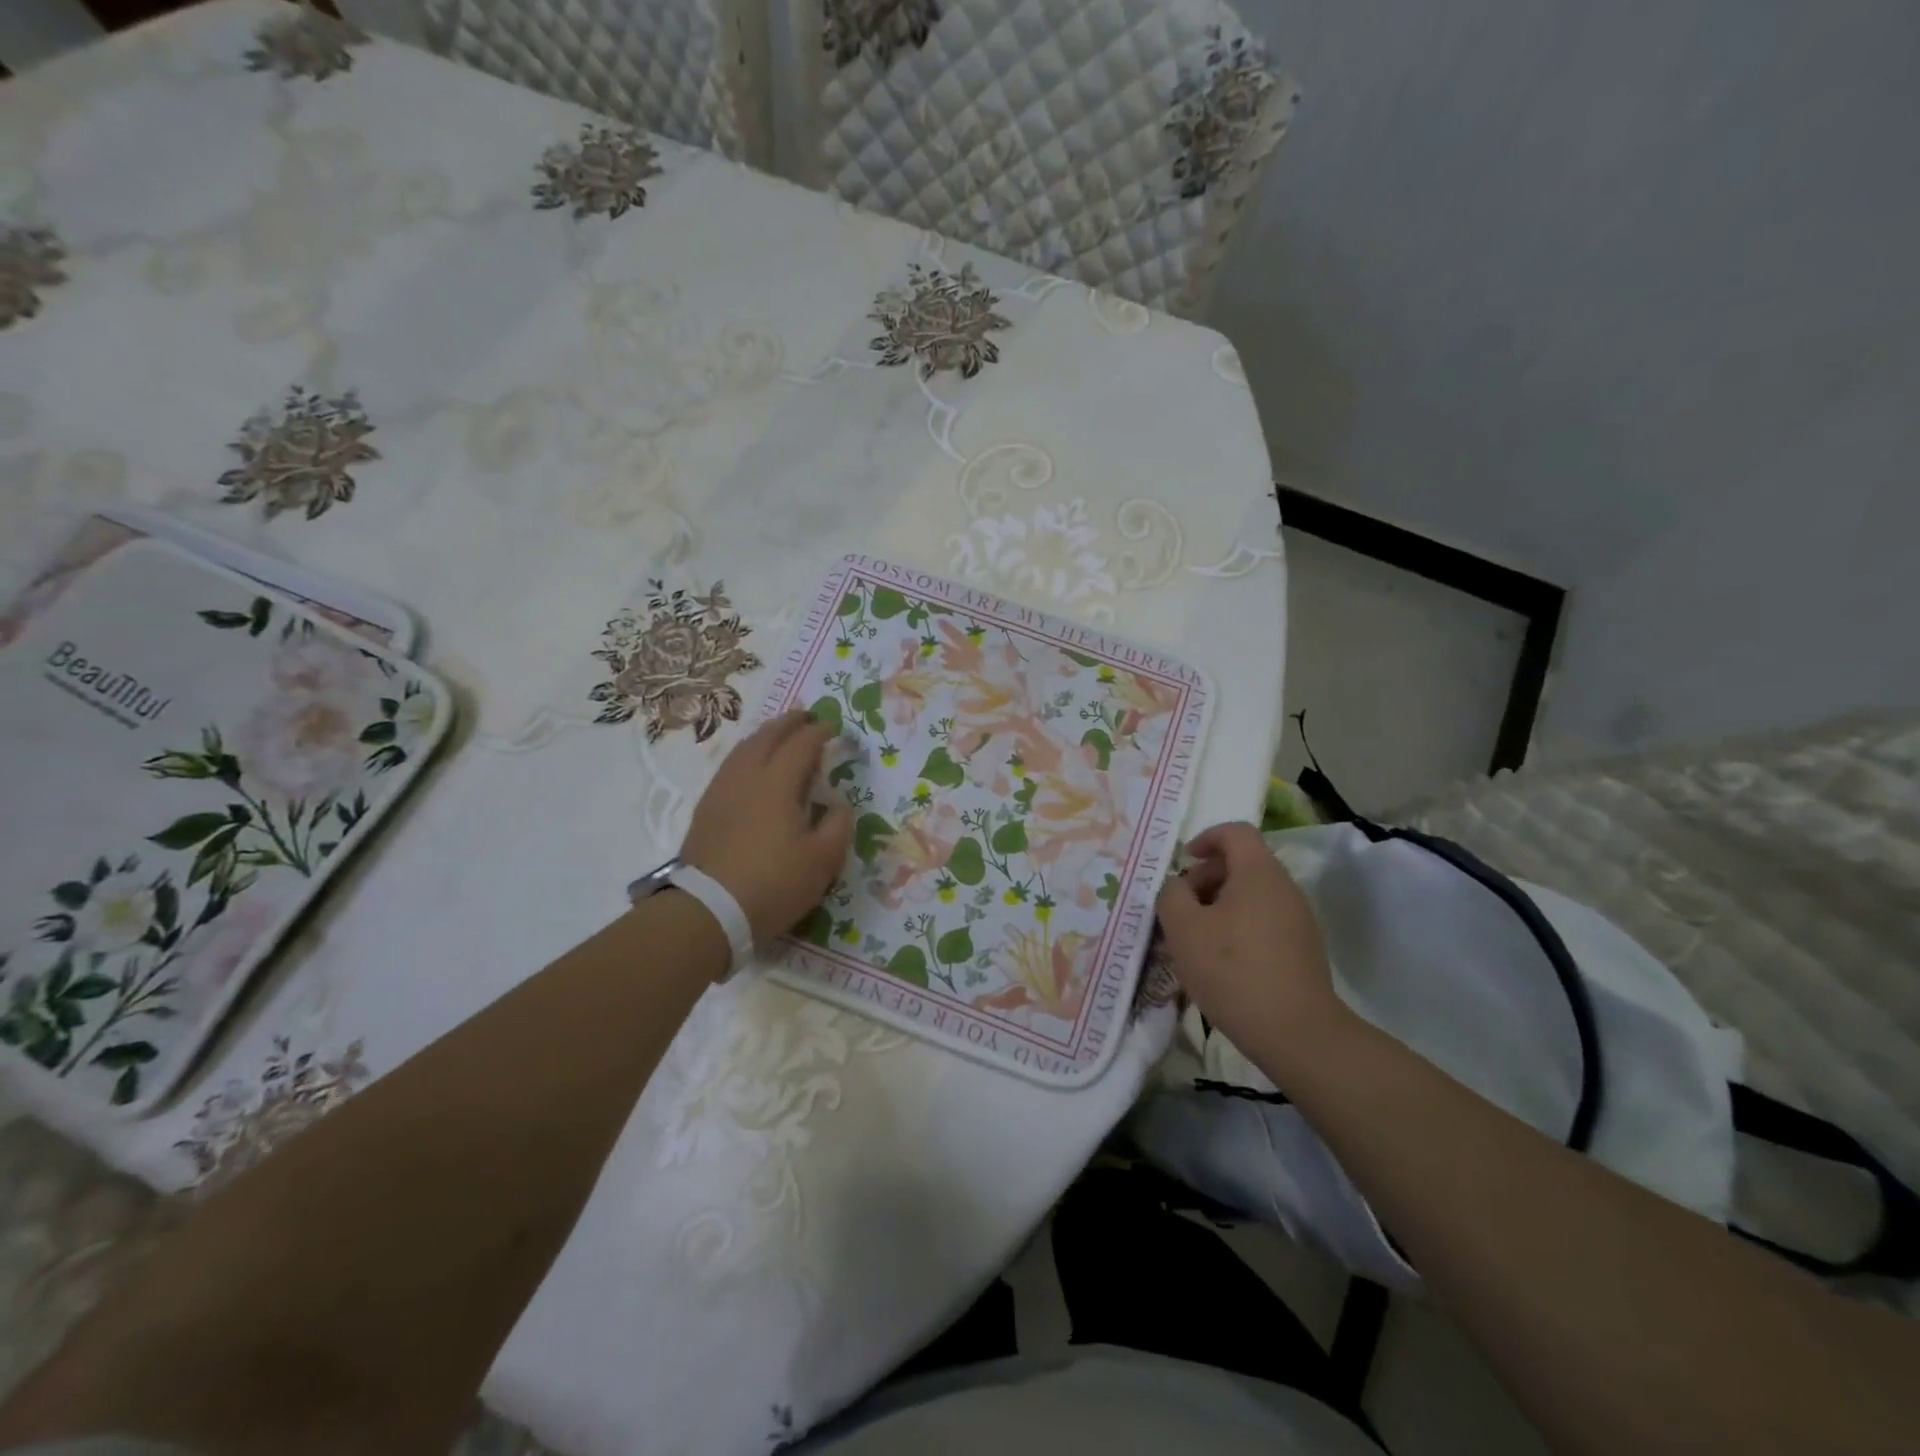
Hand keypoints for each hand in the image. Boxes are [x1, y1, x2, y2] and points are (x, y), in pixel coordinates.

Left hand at [681, 709, 853, 941]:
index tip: (833, 728)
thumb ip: (837, 825)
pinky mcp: (706, 809)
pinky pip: (730, 766)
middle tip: (806, 715)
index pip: (801, 745)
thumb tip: (837, 804)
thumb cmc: (773, 883)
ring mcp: (721, 791)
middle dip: (788, 722)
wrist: (708, 911)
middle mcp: (747, 777)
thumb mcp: (823, 860)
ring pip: (744, 749)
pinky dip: (747, 754)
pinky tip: (751, 767)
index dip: (819, 732)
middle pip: (767, 737)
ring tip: (779, 734)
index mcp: (778, 783)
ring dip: (765, 735)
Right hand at [1155, 822, 1348, 1063]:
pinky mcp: (1303, 950)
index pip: (1235, 832)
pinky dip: (1238, 929)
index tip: (1184, 862)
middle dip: (1206, 878)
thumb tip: (1179, 887)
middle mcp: (1284, 888)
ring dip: (1219, 907)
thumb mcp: (1183, 928)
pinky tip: (1220, 964)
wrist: (1296, 1033)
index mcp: (1258, 873)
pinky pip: (1263, 922)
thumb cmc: (1232, 970)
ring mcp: (1299, 921)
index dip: (1206, 838)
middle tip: (1181, 908)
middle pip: (1243, 864)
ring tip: (1194, 940)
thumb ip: (1171, 895)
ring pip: (1252, 896)